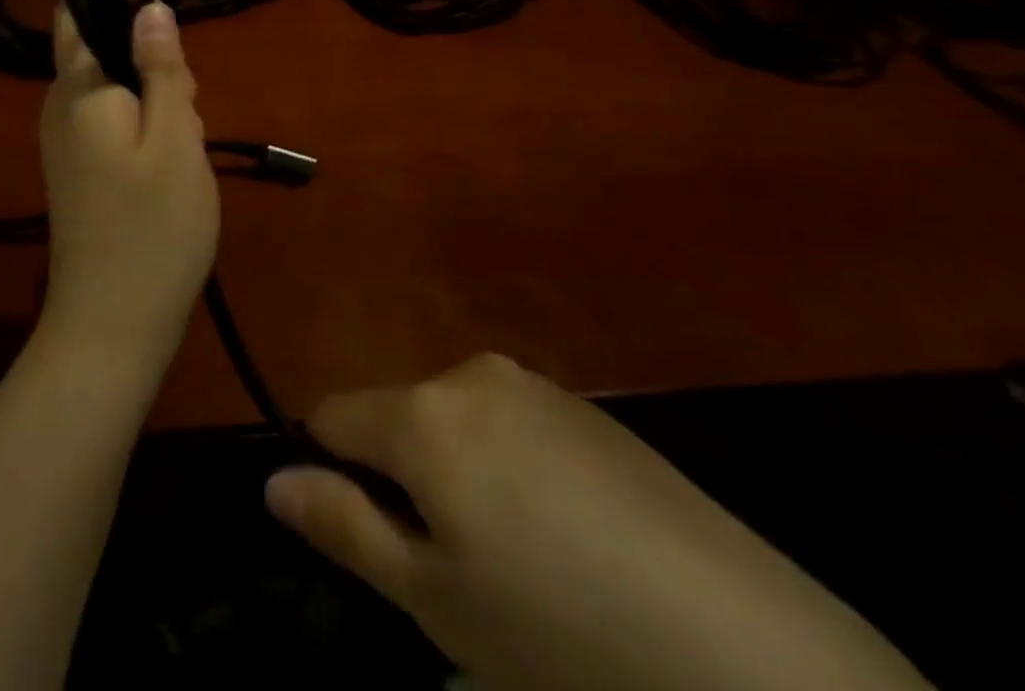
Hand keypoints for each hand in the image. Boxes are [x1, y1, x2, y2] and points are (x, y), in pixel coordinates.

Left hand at [38, 1, 218, 362]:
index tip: (166, 28)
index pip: (78, 14)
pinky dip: (145, 127)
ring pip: (114, 89)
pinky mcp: (78, 171)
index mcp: (79, 90)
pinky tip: (170, 165)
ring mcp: (65, 143)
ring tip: (185, 143)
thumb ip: (162, 68)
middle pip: (102, 51)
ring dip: (155, 99)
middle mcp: (60, 108)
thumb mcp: (175, 138)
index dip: (117, 0)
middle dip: (150, 61)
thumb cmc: (153, 227)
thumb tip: (149, 5)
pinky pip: (111, 123)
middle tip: (188, 107)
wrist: (112, 325)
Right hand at [265, 354, 929, 690]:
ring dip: (458, 473)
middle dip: (402, 477)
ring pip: (457, 421)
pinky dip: (511, 469)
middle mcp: (471, 374)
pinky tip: (568, 540)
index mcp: (423, 413)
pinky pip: (513, 425)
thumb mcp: (438, 603)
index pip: (333, 415)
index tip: (358, 529)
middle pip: (399, 416)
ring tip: (516, 561)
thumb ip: (345, 527)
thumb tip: (273, 482)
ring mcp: (536, 385)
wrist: (751, 652)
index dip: (328, 467)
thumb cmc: (562, 635)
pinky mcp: (589, 408)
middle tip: (451, 570)